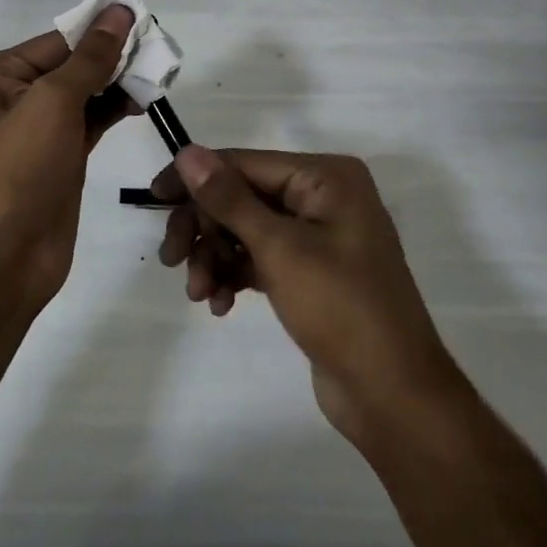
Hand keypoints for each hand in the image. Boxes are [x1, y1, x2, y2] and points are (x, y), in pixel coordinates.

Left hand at [0, 5, 138, 304]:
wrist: (5, 256)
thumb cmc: (19, 169)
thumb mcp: (53, 102)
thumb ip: (90, 58)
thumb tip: (118, 12)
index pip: (58, 41)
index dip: (100, 31)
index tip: (145, 21)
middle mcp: (14, 96)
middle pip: (72, 65)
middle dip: (113, 58)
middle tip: (159, 51)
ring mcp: (38, 129)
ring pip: (85, 94)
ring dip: (118, 84)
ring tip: (157, 75)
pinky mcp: (61, 157)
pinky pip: (91, 121)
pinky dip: (115, 109)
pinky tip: (142, 101)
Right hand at [152, 146, 459, 445]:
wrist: (392, 395)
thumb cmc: (341, 308)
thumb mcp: (279, 249)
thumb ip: (229, 199)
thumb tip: (186, 152)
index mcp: (325, 177)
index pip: (244, 163)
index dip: (195, 179)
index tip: (154, 199)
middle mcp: (322, 197)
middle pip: (241, 196)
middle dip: (205, 228)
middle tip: (172, 261)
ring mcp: (317, 235)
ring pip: (245, 230)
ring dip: (215, 257)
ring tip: (199, 294)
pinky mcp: (309, 271)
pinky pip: (259, 258)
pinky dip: (234, 275)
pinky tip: (219, 304)